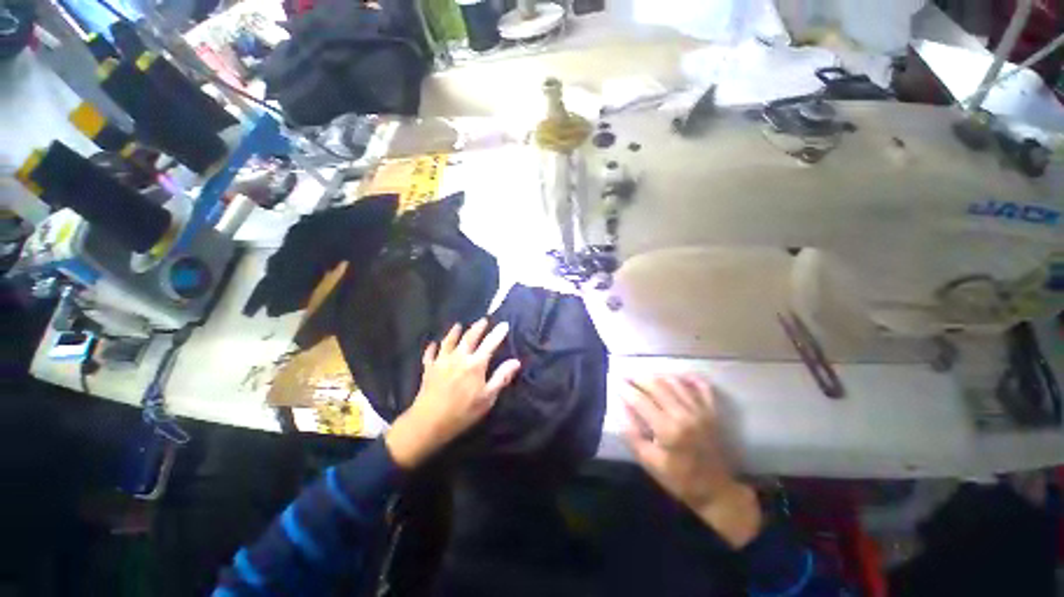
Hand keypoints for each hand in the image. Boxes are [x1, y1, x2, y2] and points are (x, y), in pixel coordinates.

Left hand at [386, 320, 520, 468]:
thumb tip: (516, 361)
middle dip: (477, 327)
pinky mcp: (428, 369)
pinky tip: (434, 344)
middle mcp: (458, 357)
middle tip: (483, 320)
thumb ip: (501, 377)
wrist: (429, 422)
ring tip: (459, 325)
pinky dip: (432, 347)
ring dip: (455, 332)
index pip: (490, 344)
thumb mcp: (487, 398)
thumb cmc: (463, 412)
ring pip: (448, 341)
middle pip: (469, 337)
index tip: (504, 324)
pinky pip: (430, 354)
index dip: (498, 333)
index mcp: (475, 364)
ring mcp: (441, 361)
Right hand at [622, 375, 761, 547]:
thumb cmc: (678, 478)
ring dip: (657, 375)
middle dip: (638, 377)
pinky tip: (676, 376)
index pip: (640, 400)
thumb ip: (632, 434)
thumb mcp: (649, 461)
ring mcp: (700, 411)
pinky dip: (688, 378)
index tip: (614, 380)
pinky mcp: (712, 411)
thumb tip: (620, 408)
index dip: (625, 388)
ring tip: (645, 377)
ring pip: (675, 381)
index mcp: (667, 429)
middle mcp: (684, 414)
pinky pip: (701, 386)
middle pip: (656, 385)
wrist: (716, 490)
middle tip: (626, 376)